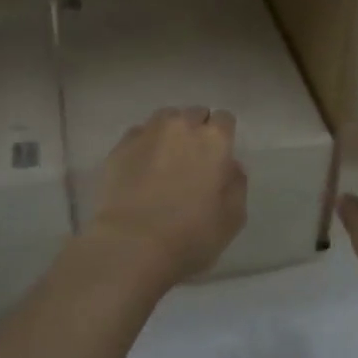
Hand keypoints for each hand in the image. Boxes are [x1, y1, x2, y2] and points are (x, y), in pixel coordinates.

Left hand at [89, 107, 246, 285]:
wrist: (132, 244)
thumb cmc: (191, 235)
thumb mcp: (232, 218)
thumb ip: (237, 185)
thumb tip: (231, 166)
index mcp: (214, 140)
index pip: (224, 119)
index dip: (223, 135)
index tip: (219, 155)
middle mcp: (182, 126)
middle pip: (194, 114)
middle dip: (197, 129)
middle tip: (194, 158)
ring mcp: (148, 133)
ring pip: (165, 118)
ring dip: (170, 132)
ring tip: (166, 157)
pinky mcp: (121, 146)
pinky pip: (139, 134)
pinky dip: (145, 144)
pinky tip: (142, 166)